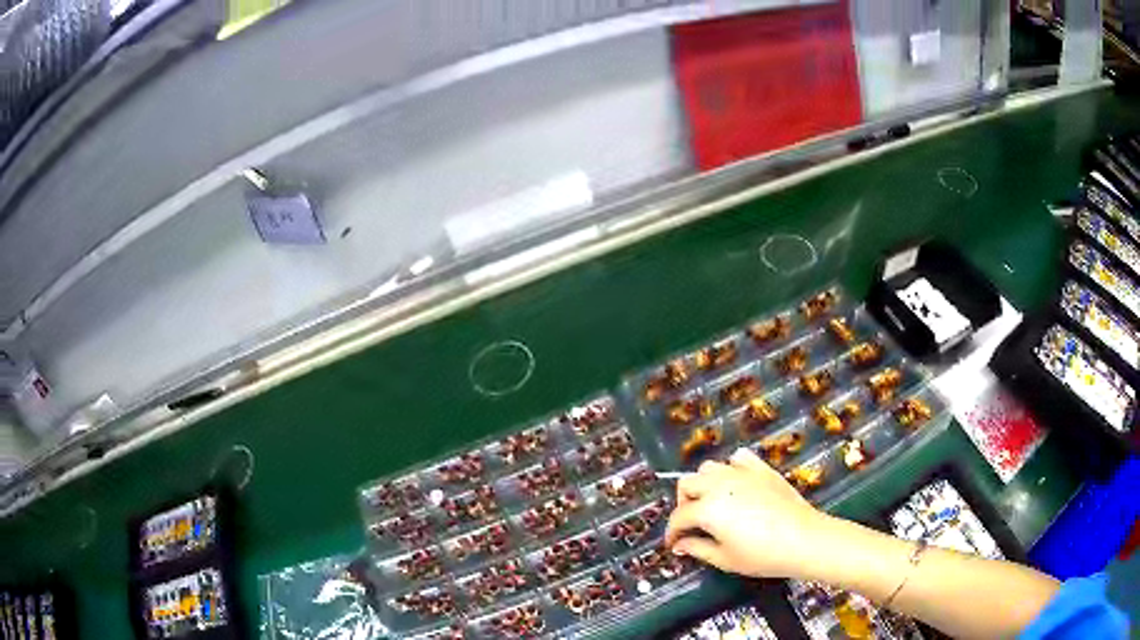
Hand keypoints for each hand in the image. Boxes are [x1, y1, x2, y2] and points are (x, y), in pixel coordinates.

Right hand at [664, 447, 836, 579]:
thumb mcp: (724, 559)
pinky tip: (737, 484)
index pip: (679, 517)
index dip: (672, 532)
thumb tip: (680, 544)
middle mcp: (719, 484)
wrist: (804, 539)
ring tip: (712, 503)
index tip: (673, 544)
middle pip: (687, 484)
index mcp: (707, 508)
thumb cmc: (762, 555)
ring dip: (704, 484)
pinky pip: (738, 458)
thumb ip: (697, 548)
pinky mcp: (761, 468)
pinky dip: (731, 468)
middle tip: (692, 525)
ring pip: (709, 468)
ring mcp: (741, 473)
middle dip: (683, 504)